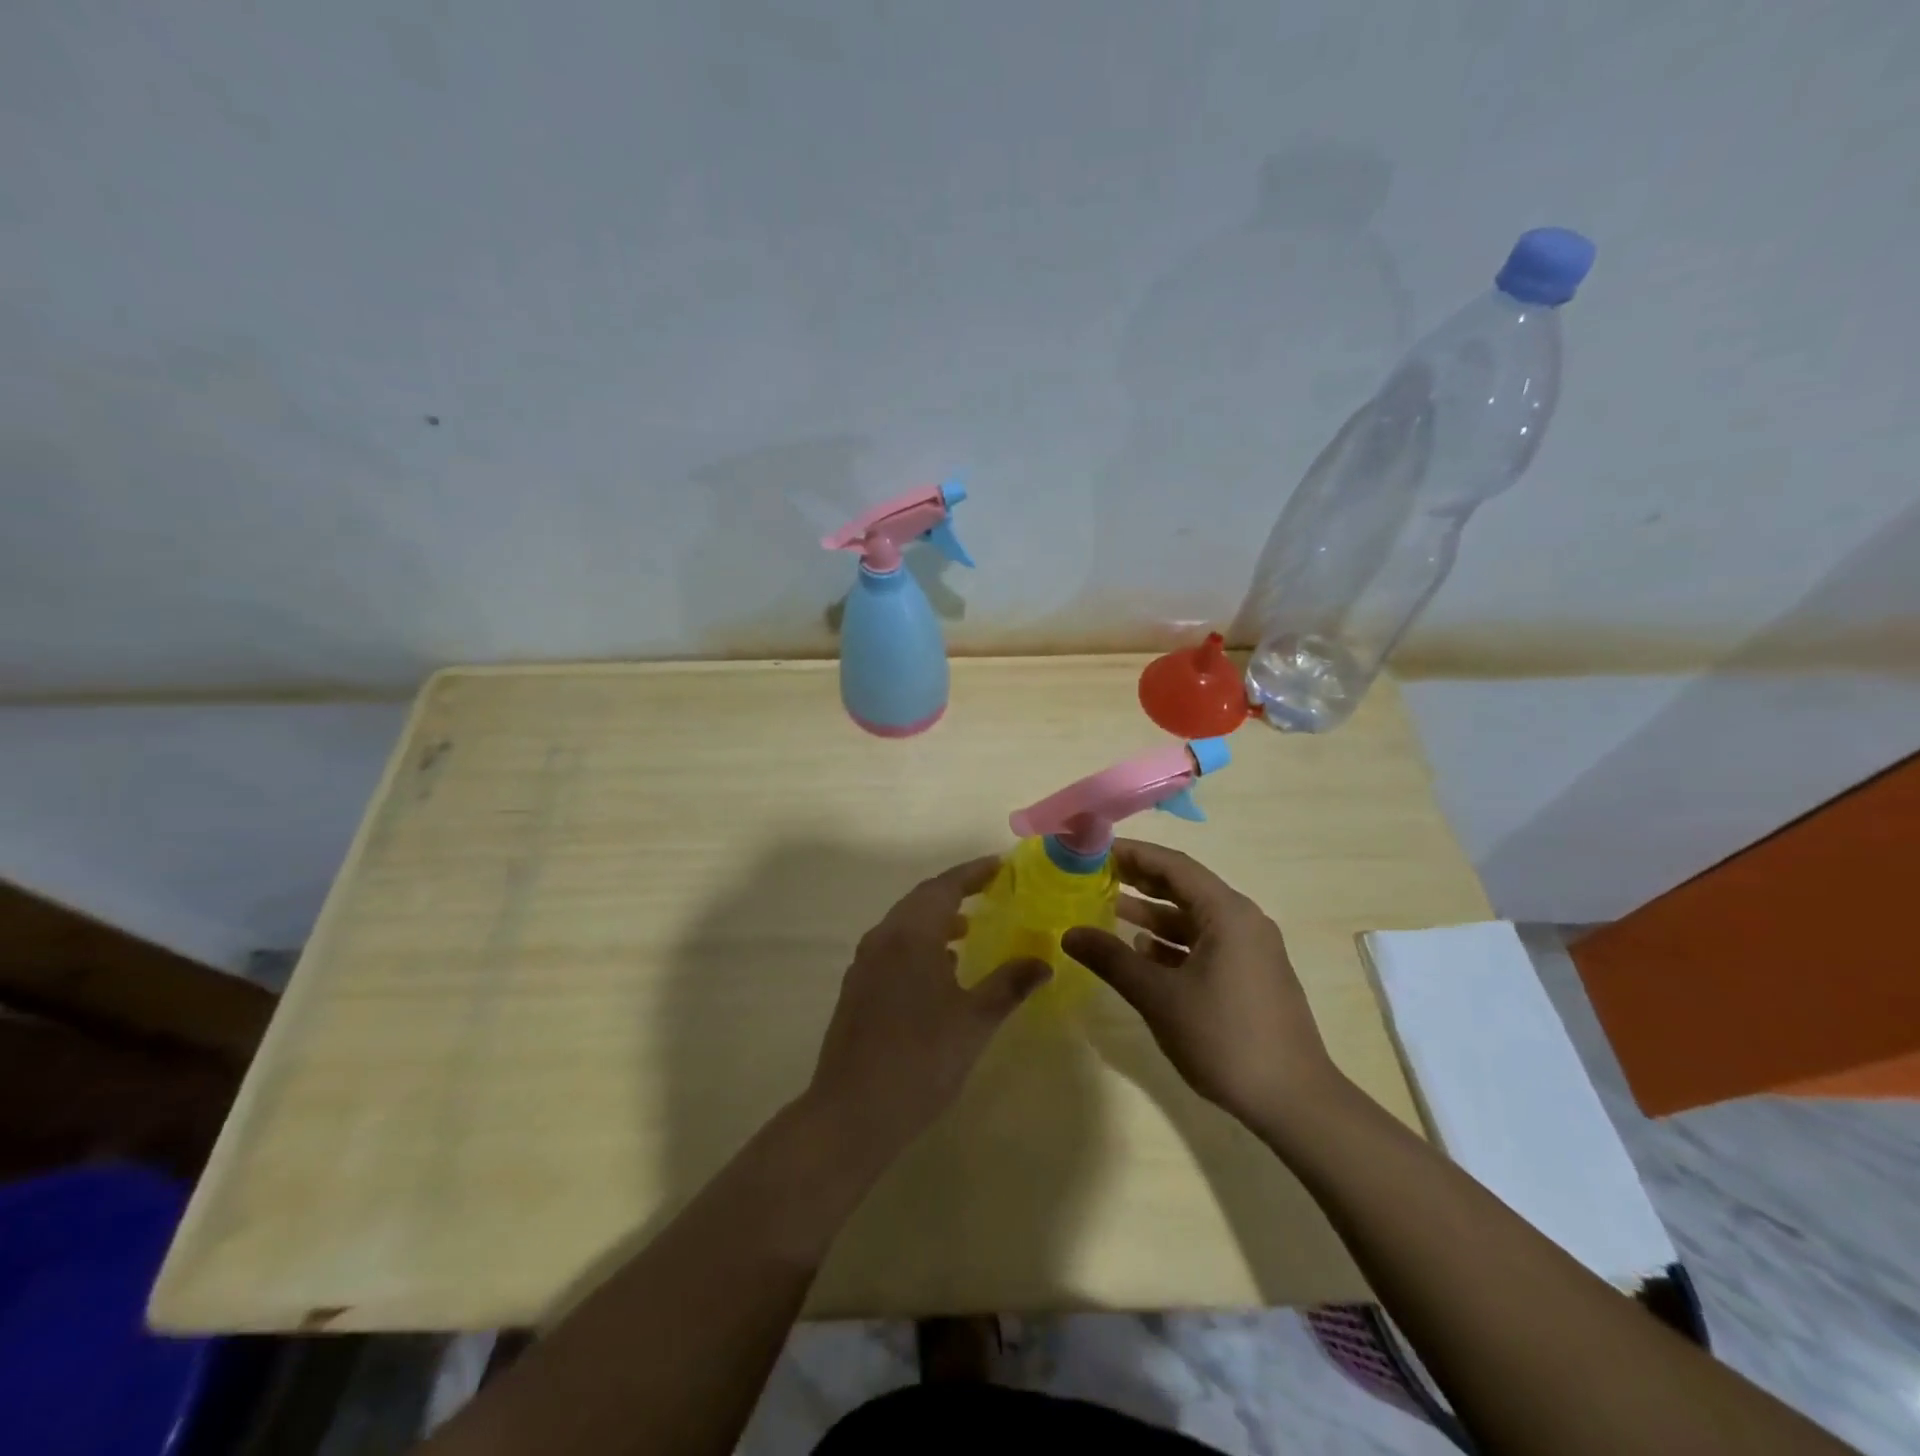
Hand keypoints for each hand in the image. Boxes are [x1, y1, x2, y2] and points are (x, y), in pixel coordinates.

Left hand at [806, 856, 1050, 1163]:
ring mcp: (865, 963)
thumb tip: (1043, 960)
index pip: (944, 887)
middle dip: (955, 891)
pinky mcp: (857, 987)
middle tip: (989, 889)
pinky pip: (893, 946)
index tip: (1000, 864)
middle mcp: (883, 938)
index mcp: (910, 935)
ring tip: (968, 928)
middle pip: (921, 899)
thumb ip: (1009, 984)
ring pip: (904, 924)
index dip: (973, 873)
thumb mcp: (975, 1021)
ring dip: (936, 918)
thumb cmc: (921, 1060)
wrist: (852, 1112)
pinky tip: (940, 969)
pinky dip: (919, 942)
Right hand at [1062, 840, 1338, 1127]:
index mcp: (1227, 913)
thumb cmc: (1224, 1038)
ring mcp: (1249, 950)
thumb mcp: (1159, 997)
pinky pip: (1204, 944)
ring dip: (1153, 914)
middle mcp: (1243, 921)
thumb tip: (1069, 934)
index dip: (1133, 854)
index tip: (1095, 851)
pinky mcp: (1250, 976)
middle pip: (1184, 887)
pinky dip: (1171, 943)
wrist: (1294, 1101)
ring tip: (1107, 910)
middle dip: (1139, 881)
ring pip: (1193, 918)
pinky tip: (1141, 953)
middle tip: (1094, 876)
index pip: (1173, 865)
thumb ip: (1112, 960)